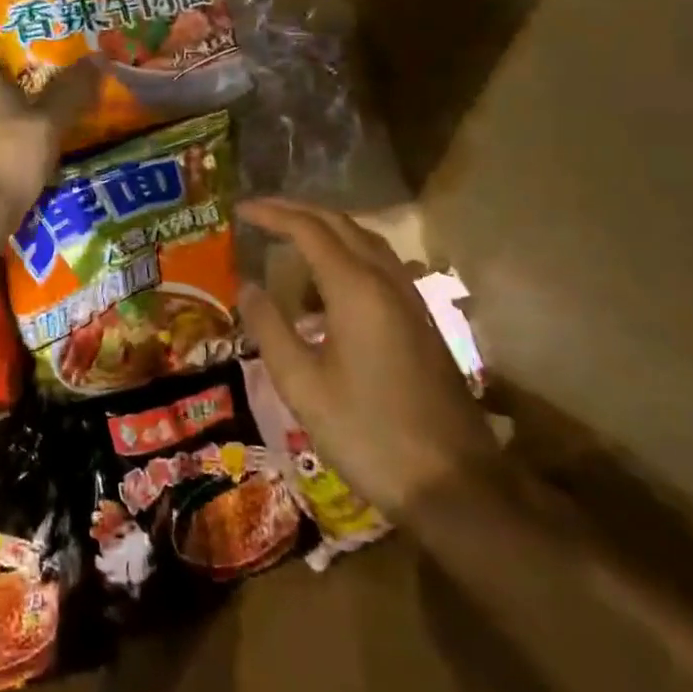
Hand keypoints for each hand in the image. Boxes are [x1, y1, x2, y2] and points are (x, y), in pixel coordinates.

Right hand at [236, 198, 500, 514]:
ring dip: (325, 230)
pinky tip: (326, 288)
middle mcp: (387, 281)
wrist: (454, 482)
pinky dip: (345, 256)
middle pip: (340, 223)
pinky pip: (379, 265)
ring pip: (364, 241)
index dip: (271, 213)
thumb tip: (246, 286)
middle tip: (259, 214)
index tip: (238, 209)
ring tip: (288, 242)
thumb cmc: (367, 433)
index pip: (308, 230)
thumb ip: (269, 328)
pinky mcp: (421, 320)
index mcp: (356, 289)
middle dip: (297, 211)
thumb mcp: (301, 384)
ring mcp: (411, 299)